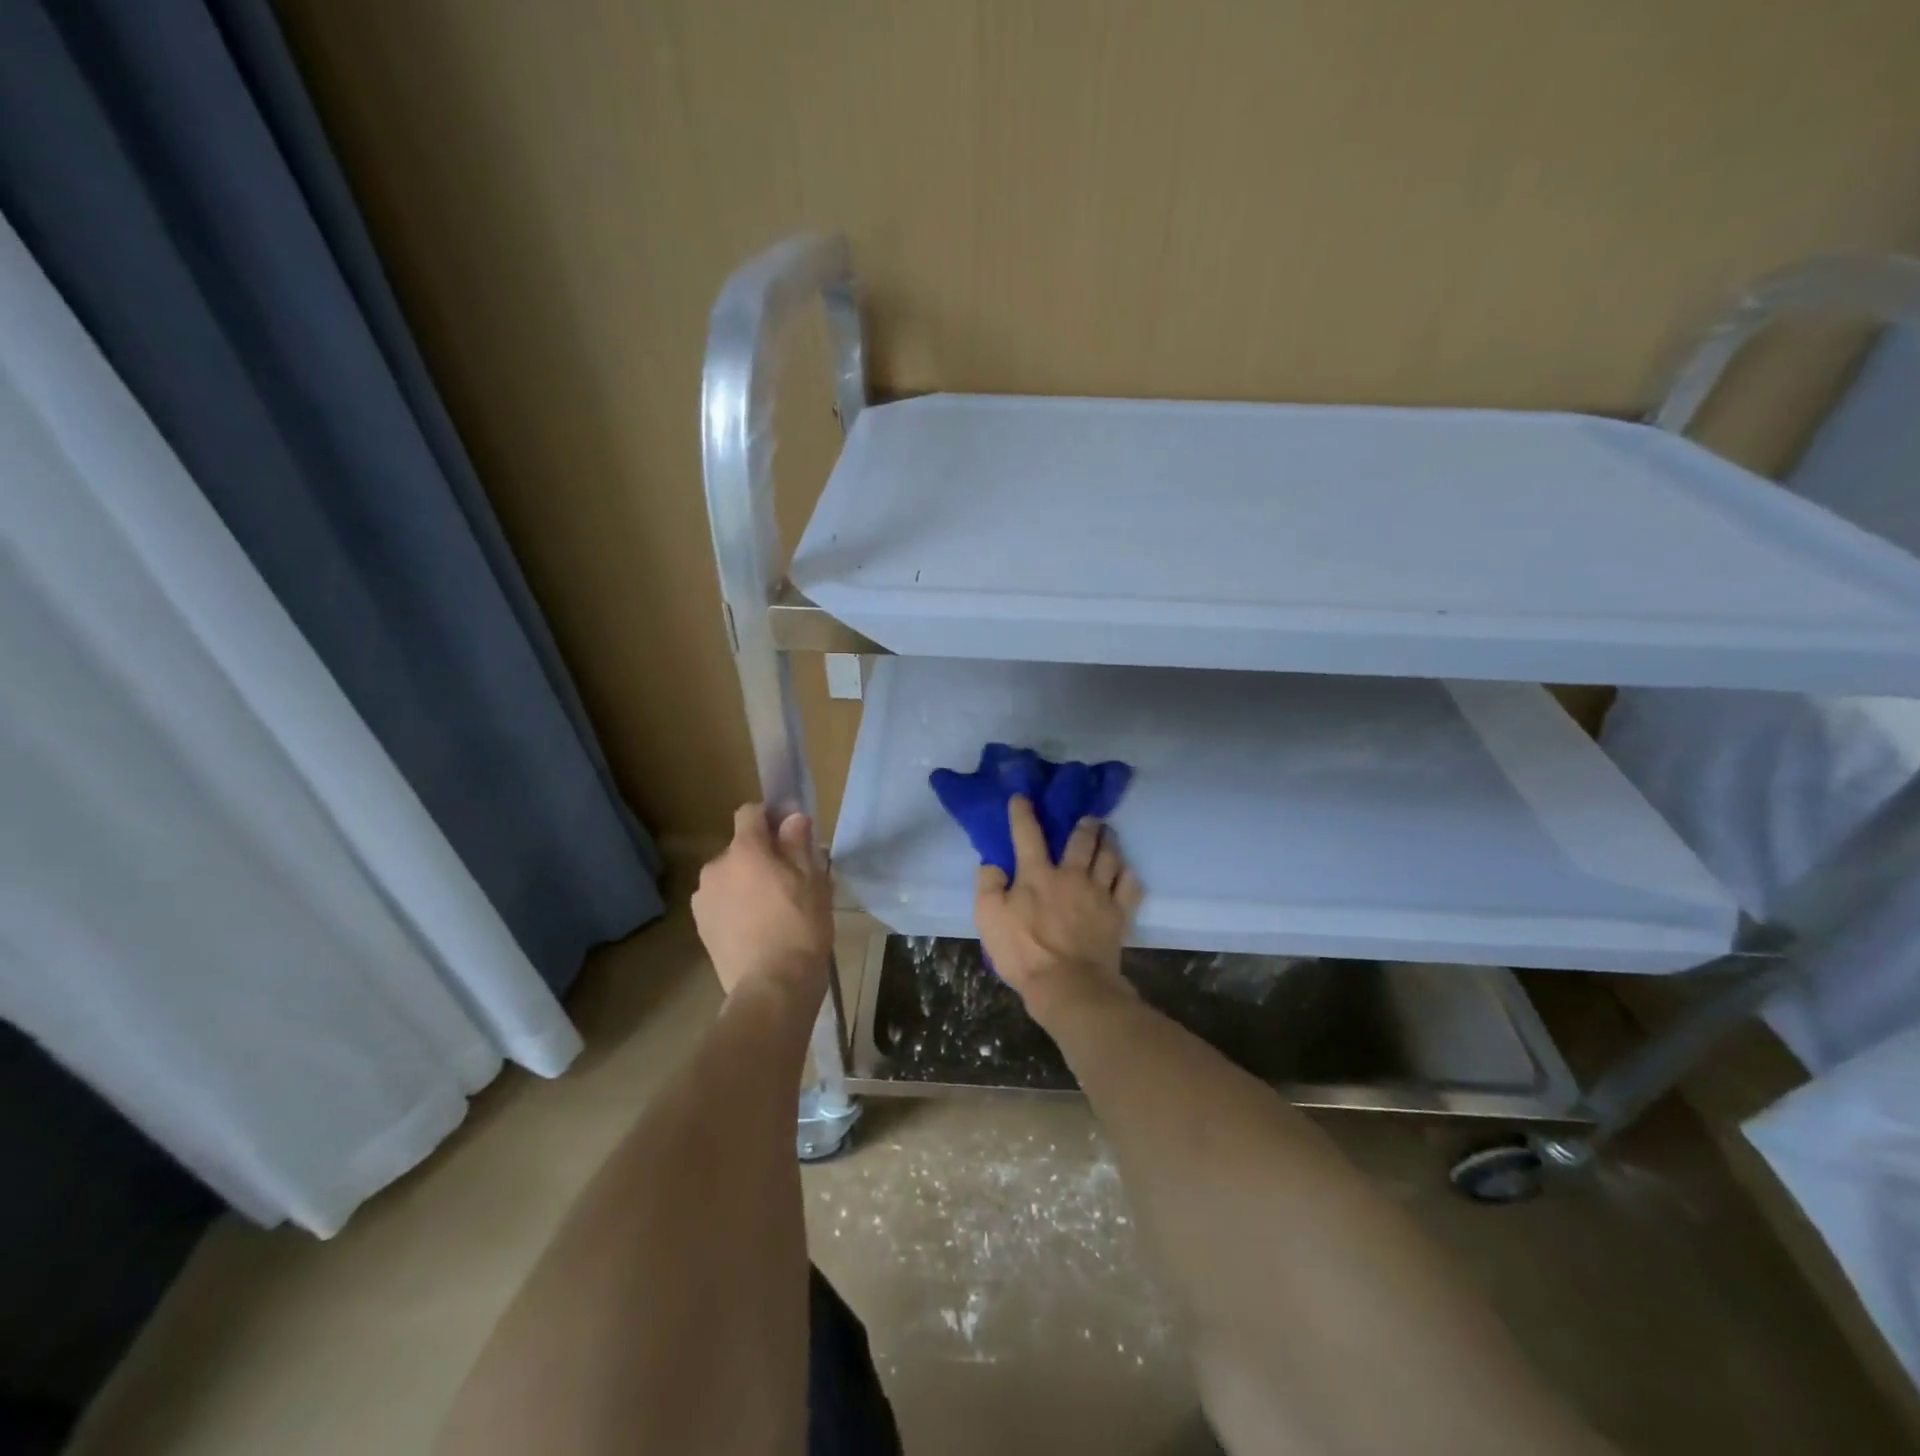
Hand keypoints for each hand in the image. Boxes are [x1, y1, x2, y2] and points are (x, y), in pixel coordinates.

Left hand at [693, 805, 832, 1000]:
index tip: (790, 835)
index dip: (770, 818)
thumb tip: (792, 818)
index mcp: (744, 851)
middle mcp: (715, 868)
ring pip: (730, 878)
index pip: (749, 813)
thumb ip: (798, 843)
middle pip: (740, 849)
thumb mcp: (812, 880)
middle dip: (761, 857)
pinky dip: (737, 907)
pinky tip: (757, 930)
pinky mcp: (701, 927)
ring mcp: (703, 899)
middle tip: (790, 881)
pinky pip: (722, 903)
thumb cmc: (800, 926)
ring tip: (773, 911)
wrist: (771, 987)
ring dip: (747, 883)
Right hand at [974, 795, 1143, 1025]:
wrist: (1069, 985)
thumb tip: (992, 864)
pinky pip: (1130, 886)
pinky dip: (1128, 875)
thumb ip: (988, 886)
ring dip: (1108, 842)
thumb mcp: (988, 919)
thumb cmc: (1024, 952)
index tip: (1023, 797)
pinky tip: (1126, 871)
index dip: (1023, 813)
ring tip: (1108, 834)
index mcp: (1036, 875)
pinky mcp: (1118, 914)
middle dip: (1084, 825)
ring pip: (1108, 857)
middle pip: (1081, 841)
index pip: (1027, 835)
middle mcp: (1070, 875)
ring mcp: (1098, 893)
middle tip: (1088, 817)